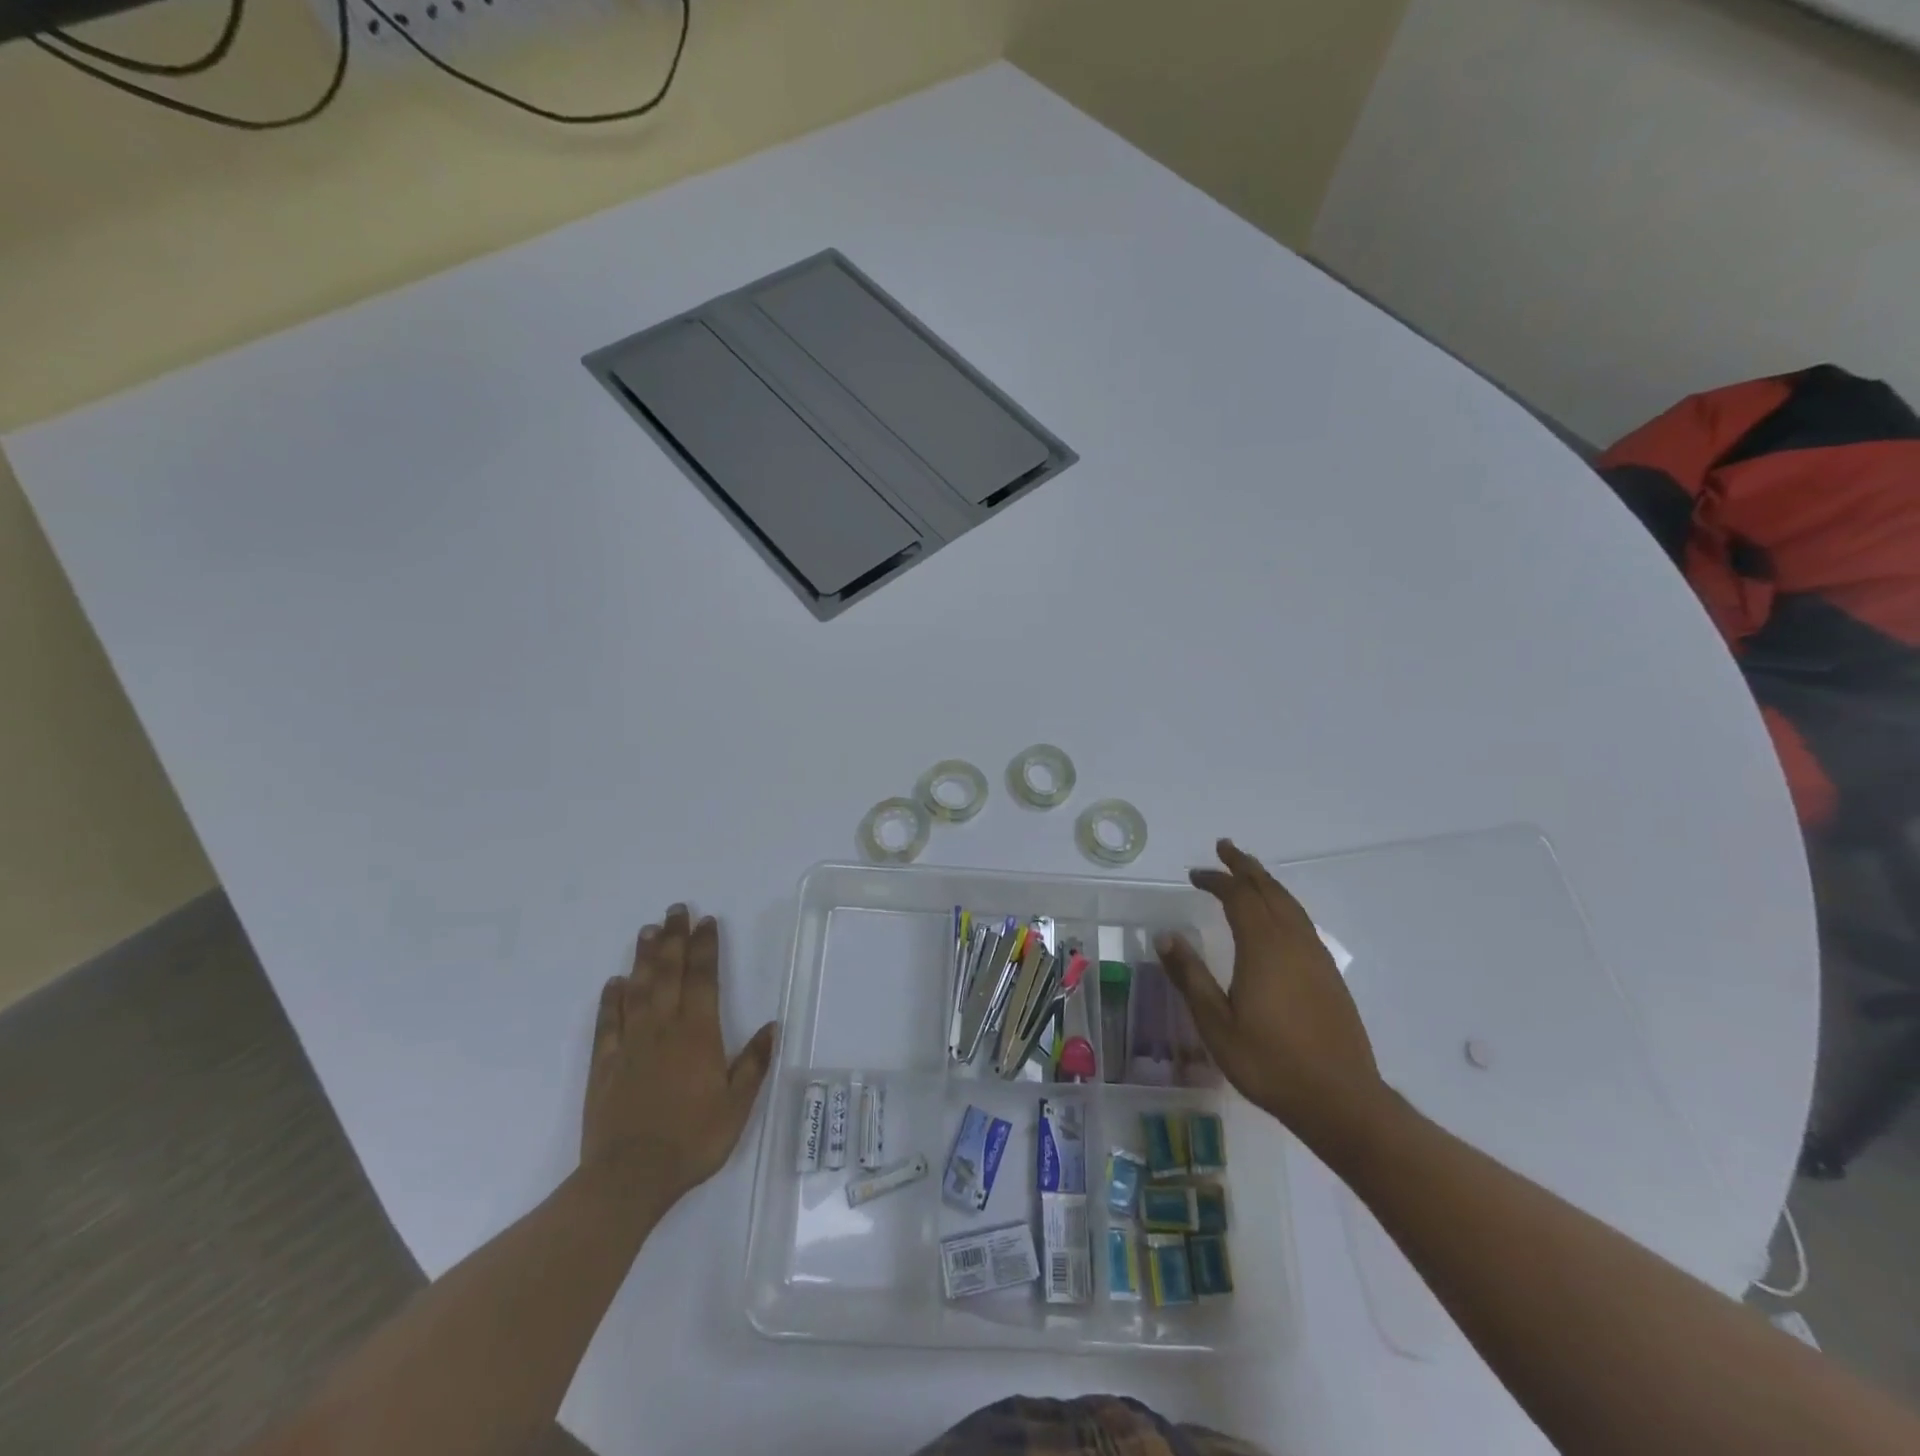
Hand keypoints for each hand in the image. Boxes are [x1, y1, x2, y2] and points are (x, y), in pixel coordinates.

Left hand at [582, 904, 775, 1210]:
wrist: (630, 1177)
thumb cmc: (692, 1140)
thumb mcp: (737, 1105)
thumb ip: (753, 1063)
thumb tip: (773, 1026)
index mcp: (698, 1034)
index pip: (703, 979)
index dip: (705, 947)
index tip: (706, 921)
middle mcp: (663, 1028)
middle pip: (669, 973)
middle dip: (674, 939)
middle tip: (675, 910)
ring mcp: (630, 1044)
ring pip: (638, 989)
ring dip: (644, 958)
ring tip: (647, 931)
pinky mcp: (604, 1065)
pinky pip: (607, 1023)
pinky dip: (610, 999)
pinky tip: (613, 982)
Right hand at [1155, 840, 1384, 1139]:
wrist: (1340, 1100)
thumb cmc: (1269, 1063)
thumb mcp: (1216, 1024)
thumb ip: (1190, 977)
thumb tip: (1166, 937)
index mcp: (1263, 948)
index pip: (1239, 897)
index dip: (1216, 880)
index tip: (1194, 874)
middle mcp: (1292, 942)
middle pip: (1269, 890)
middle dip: (1245, 867)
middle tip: (1224, 848)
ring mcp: (1315, 958)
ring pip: (1290, 904)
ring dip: (1267, 882)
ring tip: (1249, 873)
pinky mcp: (1329, 975)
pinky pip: (1302, 922)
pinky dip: (1283, 904)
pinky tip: (1277, 917)